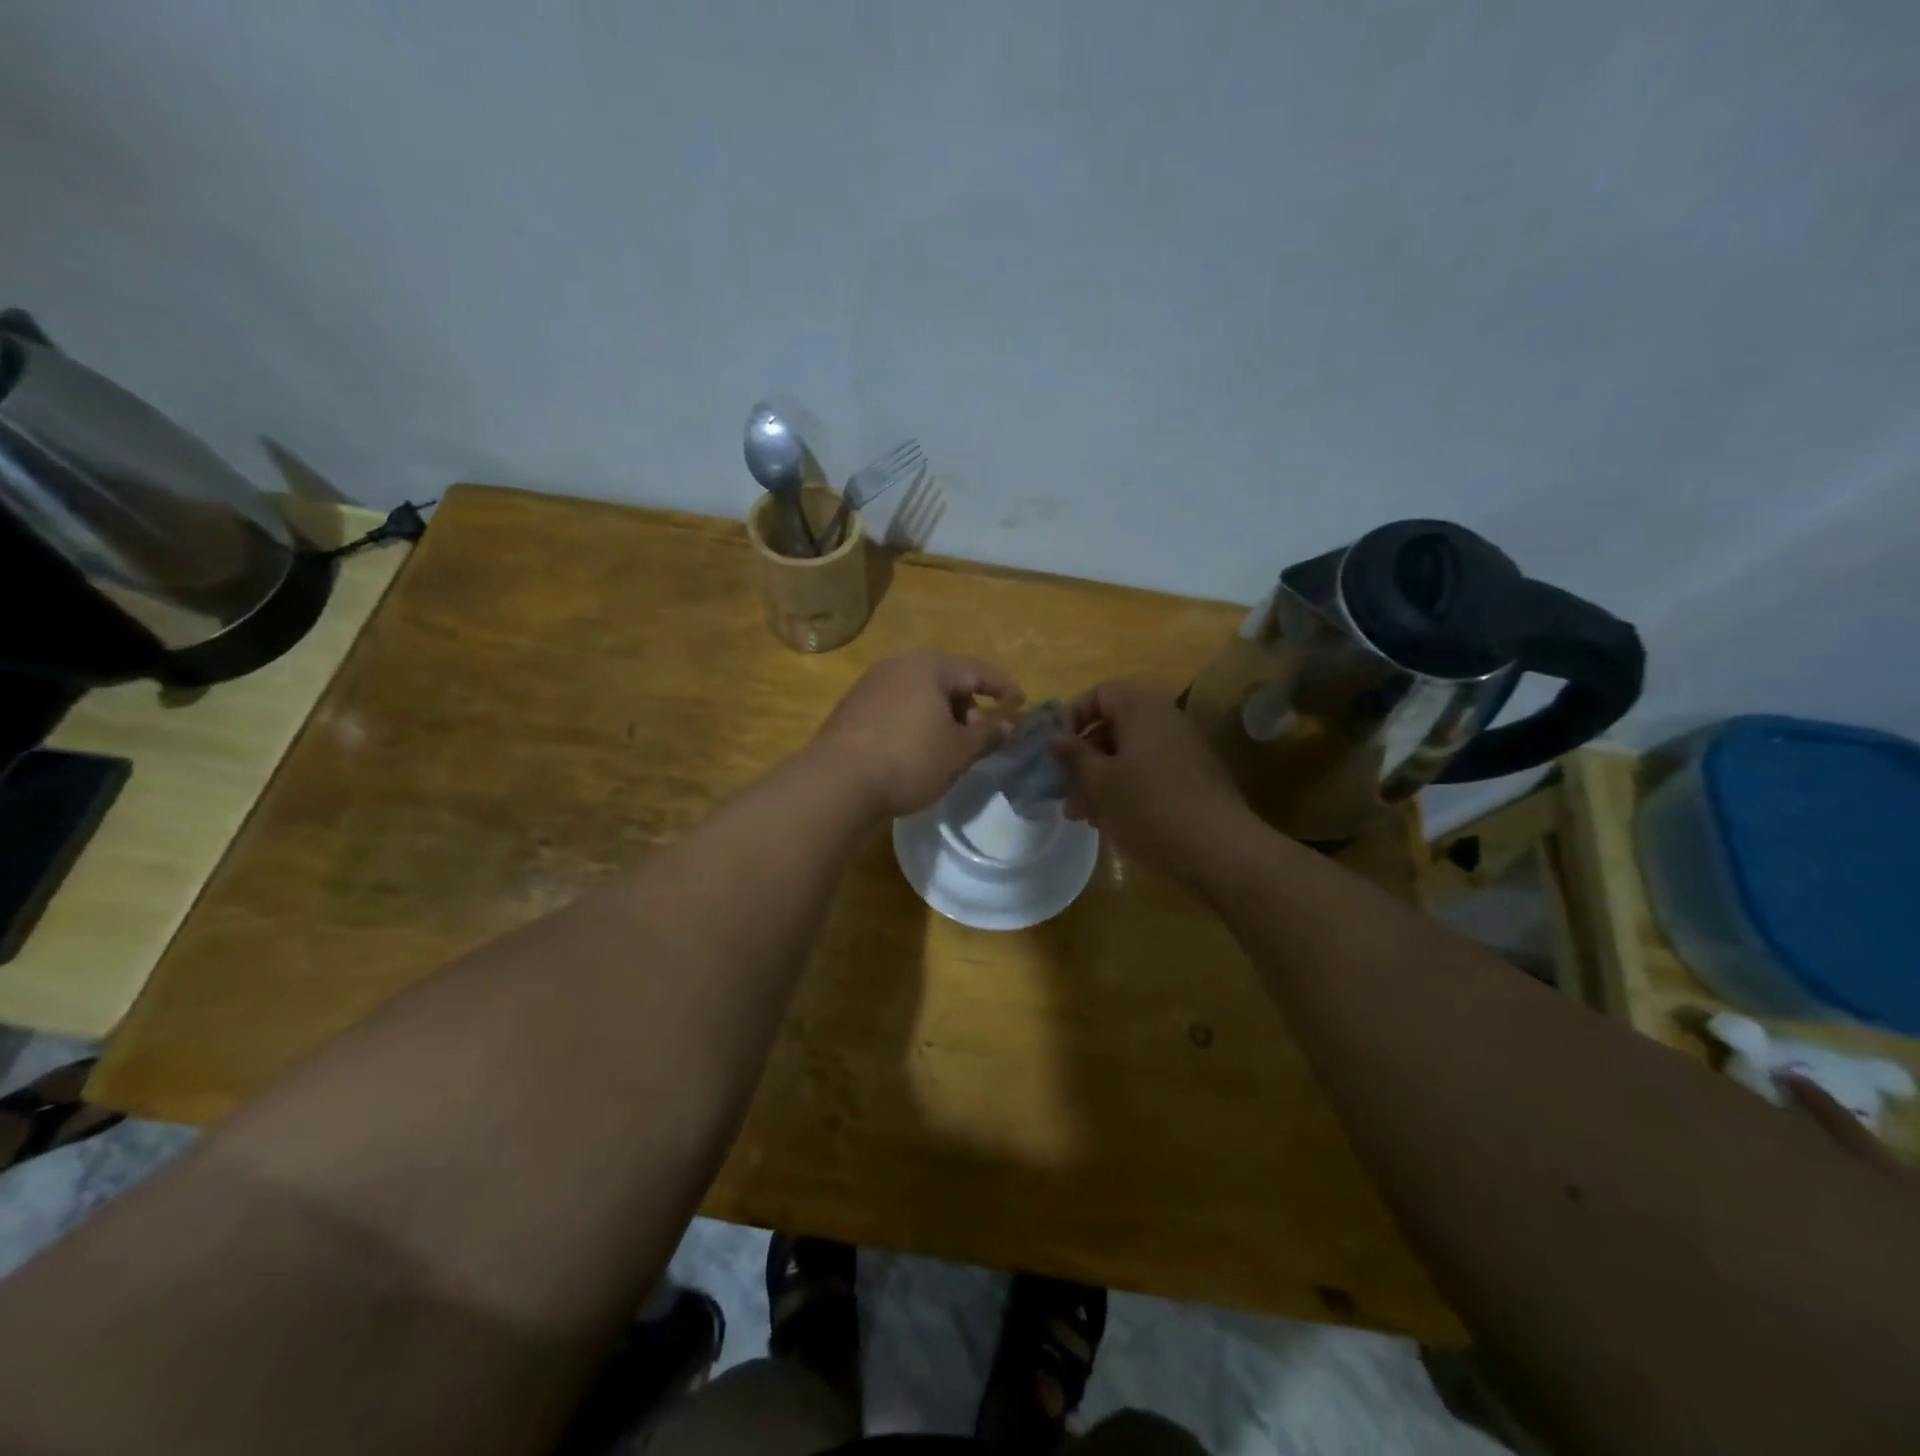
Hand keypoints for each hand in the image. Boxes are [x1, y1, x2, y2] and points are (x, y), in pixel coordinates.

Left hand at [813, 652, 1023, 818]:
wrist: (837, 782)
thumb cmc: (909, 759)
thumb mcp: (958, 751)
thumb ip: (988, 734)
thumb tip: (1008, 724)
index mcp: (929, 666)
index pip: (978, 670)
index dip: (1004, 687)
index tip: (1022, 703)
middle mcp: (898, 666)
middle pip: (947, 680)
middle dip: (968, 706)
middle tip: (979, 736)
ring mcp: (871, 685)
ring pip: (920, 695)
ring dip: (941, 717)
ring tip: (948, 748)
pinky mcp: (853, 709)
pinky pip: (897, 708)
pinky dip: (916, 723)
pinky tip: (916, 751)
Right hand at [1049, 682, 1248, 879]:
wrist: (1218, 848)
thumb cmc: (1149, 806)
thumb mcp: (1100, 781)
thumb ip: (1074, 755)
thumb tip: (1055, 737)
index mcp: (1142, 709)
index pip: (1099, 694)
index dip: (1072, 717)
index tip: (1056, 750)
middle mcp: (1165, 720)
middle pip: (1113, 727)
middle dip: (1083, 758)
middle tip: (1064, 790)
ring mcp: (1182, 750)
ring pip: (1128, 755)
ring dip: (1100, 780)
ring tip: (1082, 815)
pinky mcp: (1191, 778)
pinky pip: (1148, 773)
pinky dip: (1125, 790)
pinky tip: (1110, 821)